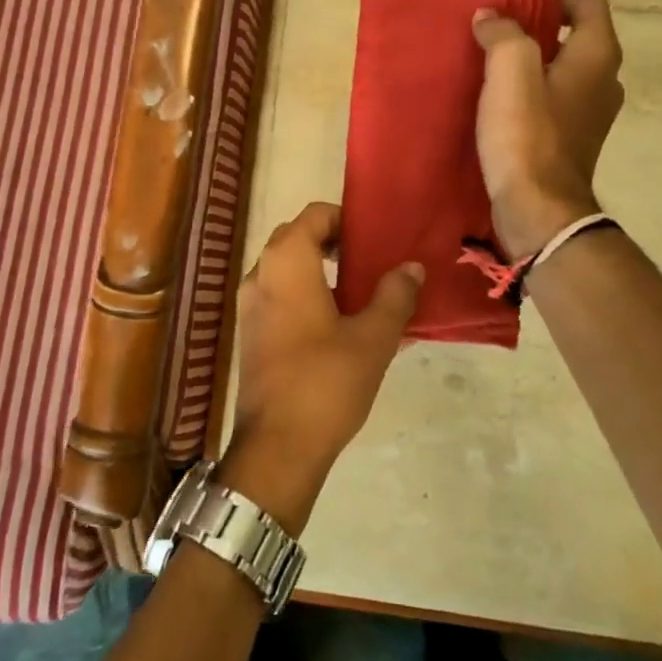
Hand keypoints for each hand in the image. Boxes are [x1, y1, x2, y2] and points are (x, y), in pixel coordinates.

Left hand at [223, 202, 423, 534]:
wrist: (276, 446)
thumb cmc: (326, 382)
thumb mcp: (373, 337)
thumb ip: (394, 295)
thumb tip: (412, 267)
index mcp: (286, 262)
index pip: (314, 214)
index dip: (346, 219)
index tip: (375, 239)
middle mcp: (260, 273)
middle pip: (297, 237)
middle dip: (333, 242)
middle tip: (371, 262)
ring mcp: (249, 304)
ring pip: (286, 267)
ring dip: (319, 269)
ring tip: (360, 293)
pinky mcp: (250, 331)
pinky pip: (278, 294)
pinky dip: (304, 293)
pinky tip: (337, 323)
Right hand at [472, 0, 624, 257]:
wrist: (537, 208)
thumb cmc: (527, 134)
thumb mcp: (510, 71)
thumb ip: (502, 34)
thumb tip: (491, 17)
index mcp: (597, 56)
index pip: (588, 4)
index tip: (515, 10)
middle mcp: (604, 80)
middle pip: (574, 37)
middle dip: (536, 32)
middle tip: (495, 37)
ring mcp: (591, 114)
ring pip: (562, 71)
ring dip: (530, 65)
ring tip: (491, 70)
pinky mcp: (572, 140)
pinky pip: (554, 101)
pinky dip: (531, 95)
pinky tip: (498, 106)